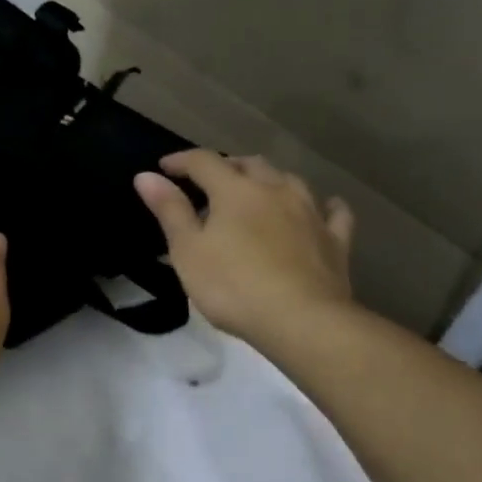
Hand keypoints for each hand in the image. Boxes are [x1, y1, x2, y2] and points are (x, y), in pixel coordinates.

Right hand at [134, 149, 354, 350]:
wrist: (303, 321)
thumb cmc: (233, 286)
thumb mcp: (188, 251)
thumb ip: (169, 210)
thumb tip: (146, 175)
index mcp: (235, 190)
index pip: (203, 161)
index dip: (180, 160)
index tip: (163, 168)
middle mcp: (275, 190)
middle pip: (250, 163)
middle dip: (227, 165)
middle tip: (209, 181)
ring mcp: (310, 212)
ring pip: (290, 180)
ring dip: (269, 179)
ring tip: (257, 190)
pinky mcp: (335, 240)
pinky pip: (333, 212)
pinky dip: (324, 206)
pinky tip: (323, 208)